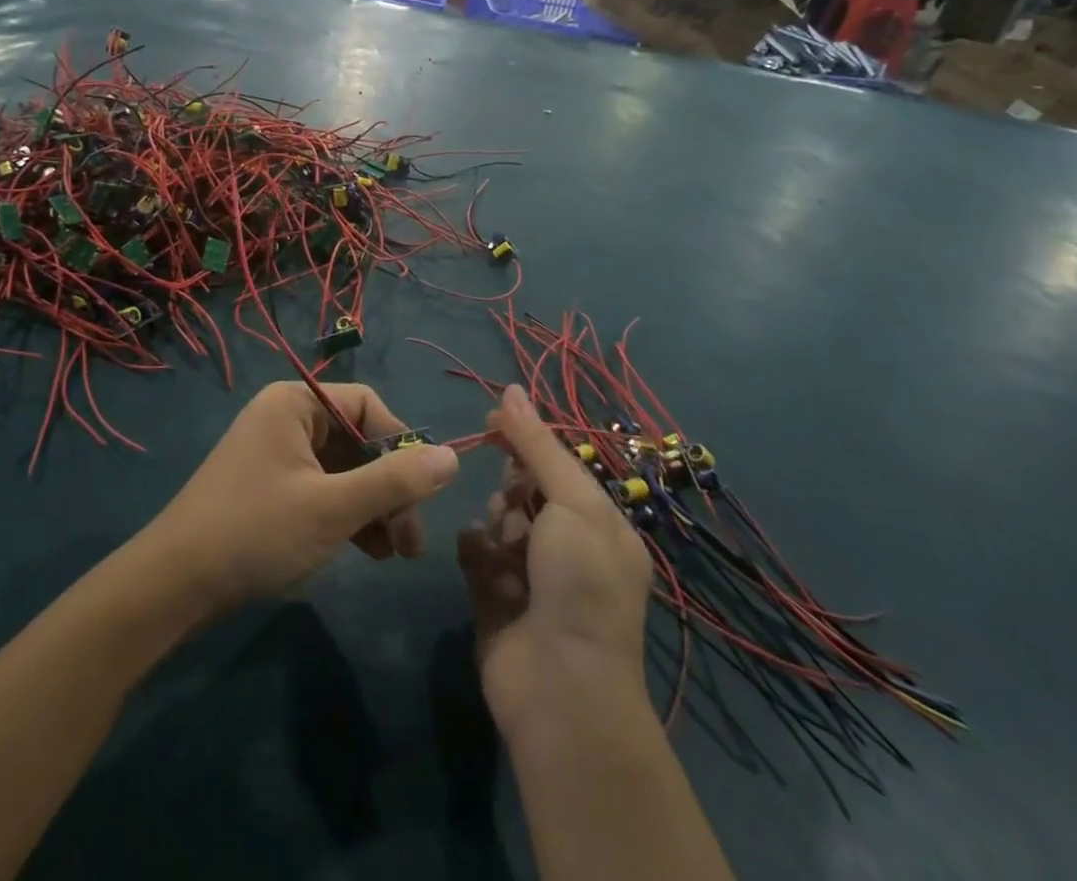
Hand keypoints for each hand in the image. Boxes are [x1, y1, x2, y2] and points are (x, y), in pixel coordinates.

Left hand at [146, 382, 459, 620]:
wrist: (174, 585)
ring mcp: (277, 454)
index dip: (400, 445)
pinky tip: (369, 551)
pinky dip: (348, 515)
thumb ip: (395, 482)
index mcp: (295, 403)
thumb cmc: (256, 531)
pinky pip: (324, 489)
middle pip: (359, 440)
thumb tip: (453, 458)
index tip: (422, 493)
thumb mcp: (333, 507)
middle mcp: (286, 418)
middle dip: (389, 487)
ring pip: (344, 469)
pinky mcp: (271, 488)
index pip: (368, 406)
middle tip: (412, 540)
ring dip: (374, 507)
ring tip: (396, 554)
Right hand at [457, 386, 652, 728]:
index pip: (559, 464)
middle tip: (514, 503)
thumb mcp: (571, 502)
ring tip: (504, 548)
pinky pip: (477, 553)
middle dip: (514, 487)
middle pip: (525, 488)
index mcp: (599, 524)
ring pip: (498, 517)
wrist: (561, 688)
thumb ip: (537, 445)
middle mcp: (567, 546)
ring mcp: (529, 573)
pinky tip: (484, 567)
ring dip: (497, 522)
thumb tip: (511, 387)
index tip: (494, 419)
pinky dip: (478, 553)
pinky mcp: (494, 596)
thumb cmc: (579, 583)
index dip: (528, 439)